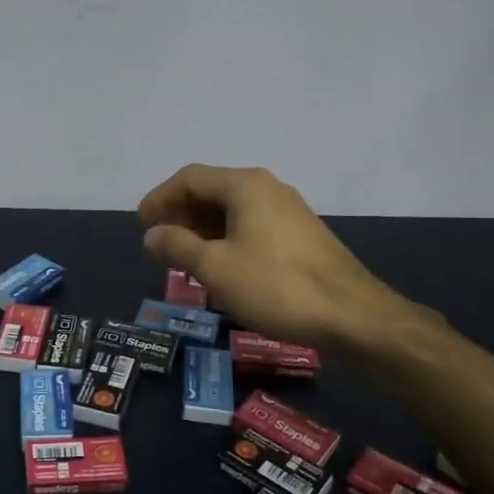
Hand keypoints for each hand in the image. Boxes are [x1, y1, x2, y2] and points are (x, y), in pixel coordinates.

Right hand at [137, 165, 421, 351]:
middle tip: (159, 241)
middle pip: (212, 190)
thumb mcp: (216, 268)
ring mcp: (288, 210)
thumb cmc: (276, 286)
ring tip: (184, 256)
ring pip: (232, 209)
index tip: (141, 223)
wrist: (352, 314)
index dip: (160, 197)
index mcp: (245, 186)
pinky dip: (227, 237)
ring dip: (203, 228)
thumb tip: (152, 234)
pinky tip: (221, 265)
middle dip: (181, 213)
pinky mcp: (300, 234)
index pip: (190, 178)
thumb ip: (178, 246)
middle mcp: (267, 188)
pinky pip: (251, 224)